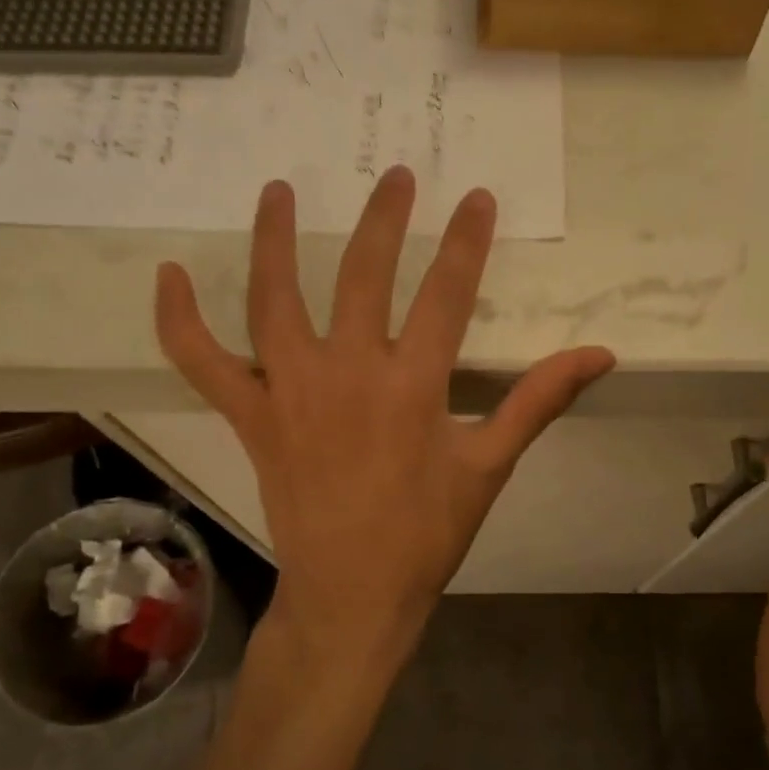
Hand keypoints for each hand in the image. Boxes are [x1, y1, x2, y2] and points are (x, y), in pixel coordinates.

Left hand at [155, 168, 614, 678]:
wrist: (353, 593)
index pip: (447, 293)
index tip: (476, 198)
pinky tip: (168, 275)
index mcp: (412, 385)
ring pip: (275, 299)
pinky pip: (204, 362)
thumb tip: (600, 354)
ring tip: (280, 190)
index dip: (466, 241)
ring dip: (276, 240)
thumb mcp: (490, 465)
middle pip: (365, 275)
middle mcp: (348, 372)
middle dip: (386, 219)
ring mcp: (291, 391)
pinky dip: (179, 320)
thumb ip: (538, 400)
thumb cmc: (426, 533)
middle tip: (396, 176)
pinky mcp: (252, 416)